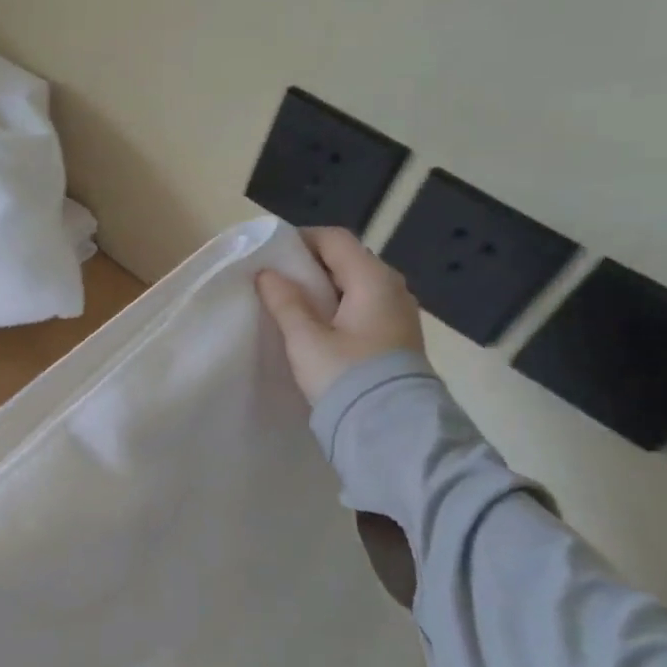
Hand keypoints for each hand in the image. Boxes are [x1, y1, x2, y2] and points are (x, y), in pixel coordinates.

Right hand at [255, 226, 425, 404]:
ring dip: (324, 286)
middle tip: (276, 278)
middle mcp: (392, 288)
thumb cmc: (345, 375)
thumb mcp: (306, 339)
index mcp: (372, 280)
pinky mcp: (396, 335)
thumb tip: (267, 274)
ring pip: (356, 284)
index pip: (335, 240)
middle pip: (347, 260)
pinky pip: (364, 305)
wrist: (391, 427)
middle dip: (310, 263)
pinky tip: (317, 324)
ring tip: (292, 302)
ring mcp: (399, 312)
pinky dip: (338, 305)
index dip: (301, 239)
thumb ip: (285, 302)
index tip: (271, 253)